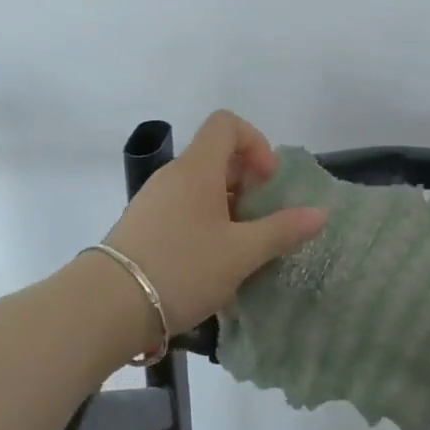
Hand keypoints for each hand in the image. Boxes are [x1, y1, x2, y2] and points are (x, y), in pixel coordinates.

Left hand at [103, 110, 327, 334]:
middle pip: (216, 156)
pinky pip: (182, 208)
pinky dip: (204, 222)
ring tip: (238, 248)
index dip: (255, 142)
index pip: (227, 124)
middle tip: (259, 221)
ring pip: (200, 186)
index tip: (267, 182)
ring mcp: (153, 199)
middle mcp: (173, 175)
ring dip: (227, 207)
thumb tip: (320, 213)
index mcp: (197, 168)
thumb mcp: (241, 253)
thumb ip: (283, 230)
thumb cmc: (183, 268)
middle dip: (246, 182)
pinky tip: (209, 262)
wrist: (108, 305)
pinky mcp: (141, 224)